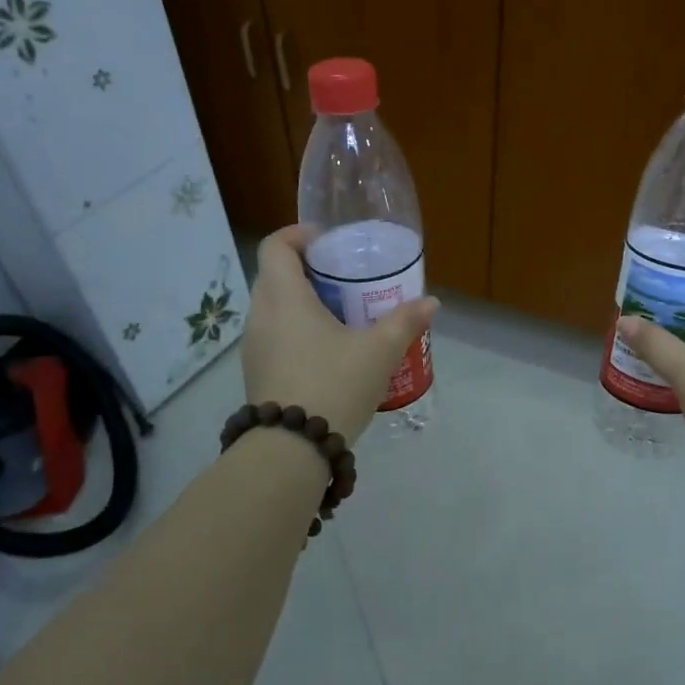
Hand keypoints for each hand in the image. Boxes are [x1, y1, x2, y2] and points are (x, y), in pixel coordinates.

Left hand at [242, 226, 437, 444]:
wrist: (291, 449)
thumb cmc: (334, 385)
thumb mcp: (378, 352)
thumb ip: (404, 322)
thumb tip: (430, 302)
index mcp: (284, 297)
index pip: (276, 246)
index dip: (299, 235)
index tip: (328, 243)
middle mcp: (261, 315)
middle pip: (275, 275)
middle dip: (307, 270)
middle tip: (344, 280)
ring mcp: (254, 346)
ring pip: (273, 308)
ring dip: (301, 303)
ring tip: (340, 317)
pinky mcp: (256, 373)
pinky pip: (274, 336)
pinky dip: (295, 331)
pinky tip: (326, 353)